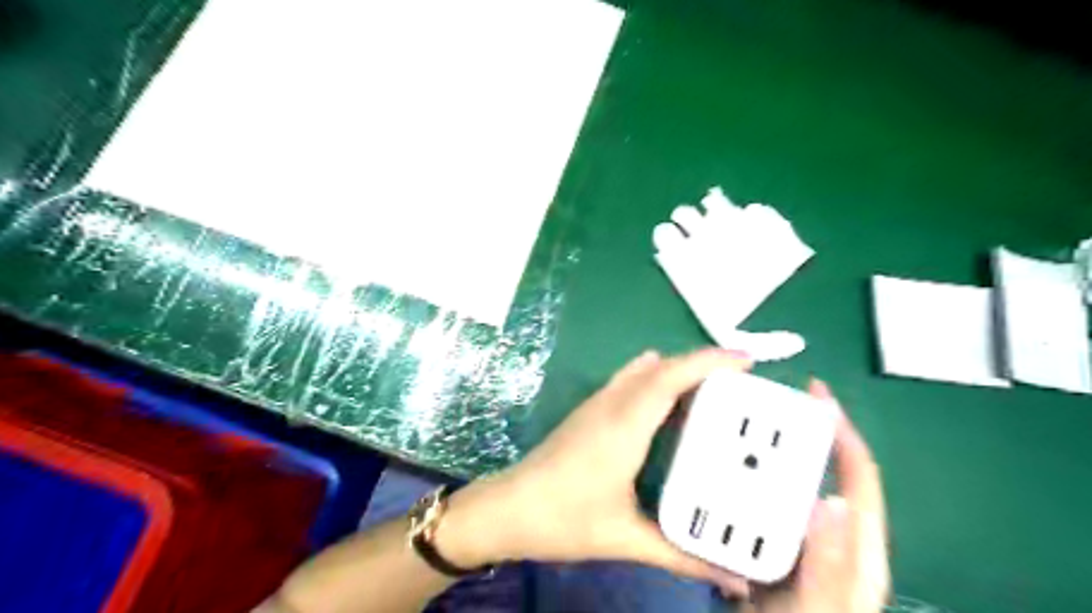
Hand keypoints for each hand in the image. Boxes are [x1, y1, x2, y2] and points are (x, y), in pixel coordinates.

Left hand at [435, 353, 751, 596]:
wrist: (508, 508)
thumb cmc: (564, 519)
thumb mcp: (626, 539)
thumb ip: (683, 556)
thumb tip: (735, 576)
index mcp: (624, 426)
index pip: (670, 377)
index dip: (708, 362)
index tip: (746, 361)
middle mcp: (611, 404)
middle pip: (661, 367)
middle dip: (701, 364)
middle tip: (740, 382)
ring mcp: (596, 403)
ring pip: (642, 369)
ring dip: (677, 369)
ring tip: (712, 389)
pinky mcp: (588, 410)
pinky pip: (629, 380)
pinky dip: (656, 378)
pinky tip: (670, 405)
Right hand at [746, 381, 890, 609]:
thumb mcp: (820, 606)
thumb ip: (827, 560)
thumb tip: (828, 496)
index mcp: (857, 544)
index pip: (857, 473)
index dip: (841, 430)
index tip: (817, 394)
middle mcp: (833, 533)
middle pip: (822, 469)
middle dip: (799, 432)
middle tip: (764, 406)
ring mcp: (805, 540)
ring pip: (790, 483)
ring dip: (769, 455)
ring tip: (738, 431)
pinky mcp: (779, 547)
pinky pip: (766, 501)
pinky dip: (750, 481)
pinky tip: (724, 475)